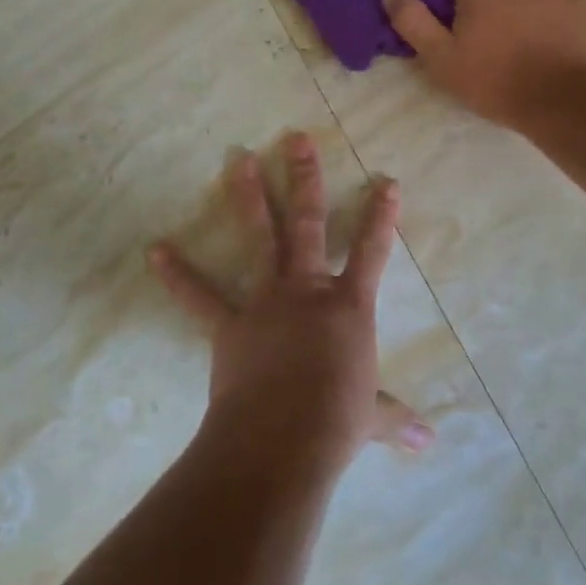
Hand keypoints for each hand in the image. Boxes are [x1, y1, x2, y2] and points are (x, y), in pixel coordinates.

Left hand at [147, 132, 433, 478]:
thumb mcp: (372, 418)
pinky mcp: (229, 324)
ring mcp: (266, 302)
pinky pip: (200, 296)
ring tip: (237, 159)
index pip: (372, 251)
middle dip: (304, 178)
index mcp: (349, 306)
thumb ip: (396, 421)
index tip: (387, 182)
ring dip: (247, 196)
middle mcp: (307, 290)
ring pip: (259, 237)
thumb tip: (429, 445)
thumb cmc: (337, 422)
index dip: (382, 216)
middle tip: (294, 139)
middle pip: (307, 223)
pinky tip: (156, 251)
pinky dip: (177, 275)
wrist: (283, 439)